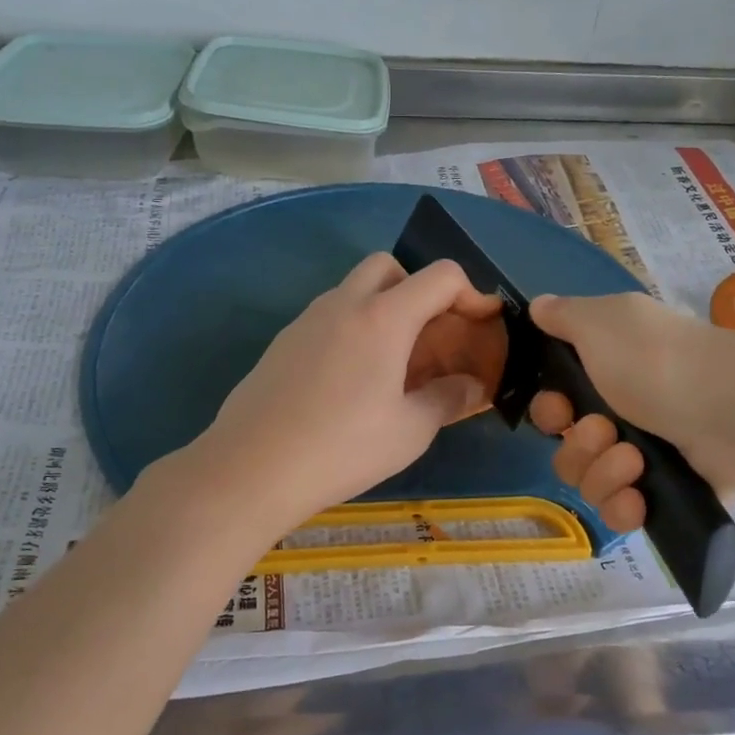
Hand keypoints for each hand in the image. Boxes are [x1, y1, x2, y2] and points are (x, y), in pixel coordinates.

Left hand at [189, 253, 503, 537]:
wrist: (252, 468)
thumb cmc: (343, 447)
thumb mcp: (410, 431)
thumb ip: (448, 399)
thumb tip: (472, 386)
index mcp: (383, 317)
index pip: (440, 275)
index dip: (471, 293)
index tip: (482, 324)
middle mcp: (344, 304)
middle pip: (389, 266)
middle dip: (418, 289)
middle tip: (429, 335)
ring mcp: (306, 320)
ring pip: (353, 289)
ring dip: (382, 308)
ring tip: (393, 363)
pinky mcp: (283, 342)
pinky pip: (328, 317)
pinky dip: (352, 329)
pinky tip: (351, 381)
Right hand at [526, 292, 734, 532]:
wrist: (730, 410)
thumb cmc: (655, 360)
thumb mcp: (600, 321)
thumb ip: (563, 315)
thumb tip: (538, 306)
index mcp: (607, 374)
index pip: (557, 407)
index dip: (549, 412)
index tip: (561, 410)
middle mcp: (624, 415)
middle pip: (568, 449)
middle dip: (578, 445)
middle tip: (605, 431)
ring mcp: (647, 458)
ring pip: (590, 483)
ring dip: (603, 473)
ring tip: (634, 461)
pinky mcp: (667, 496)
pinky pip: (622, 513)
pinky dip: (624, 507)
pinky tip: (637, 498)